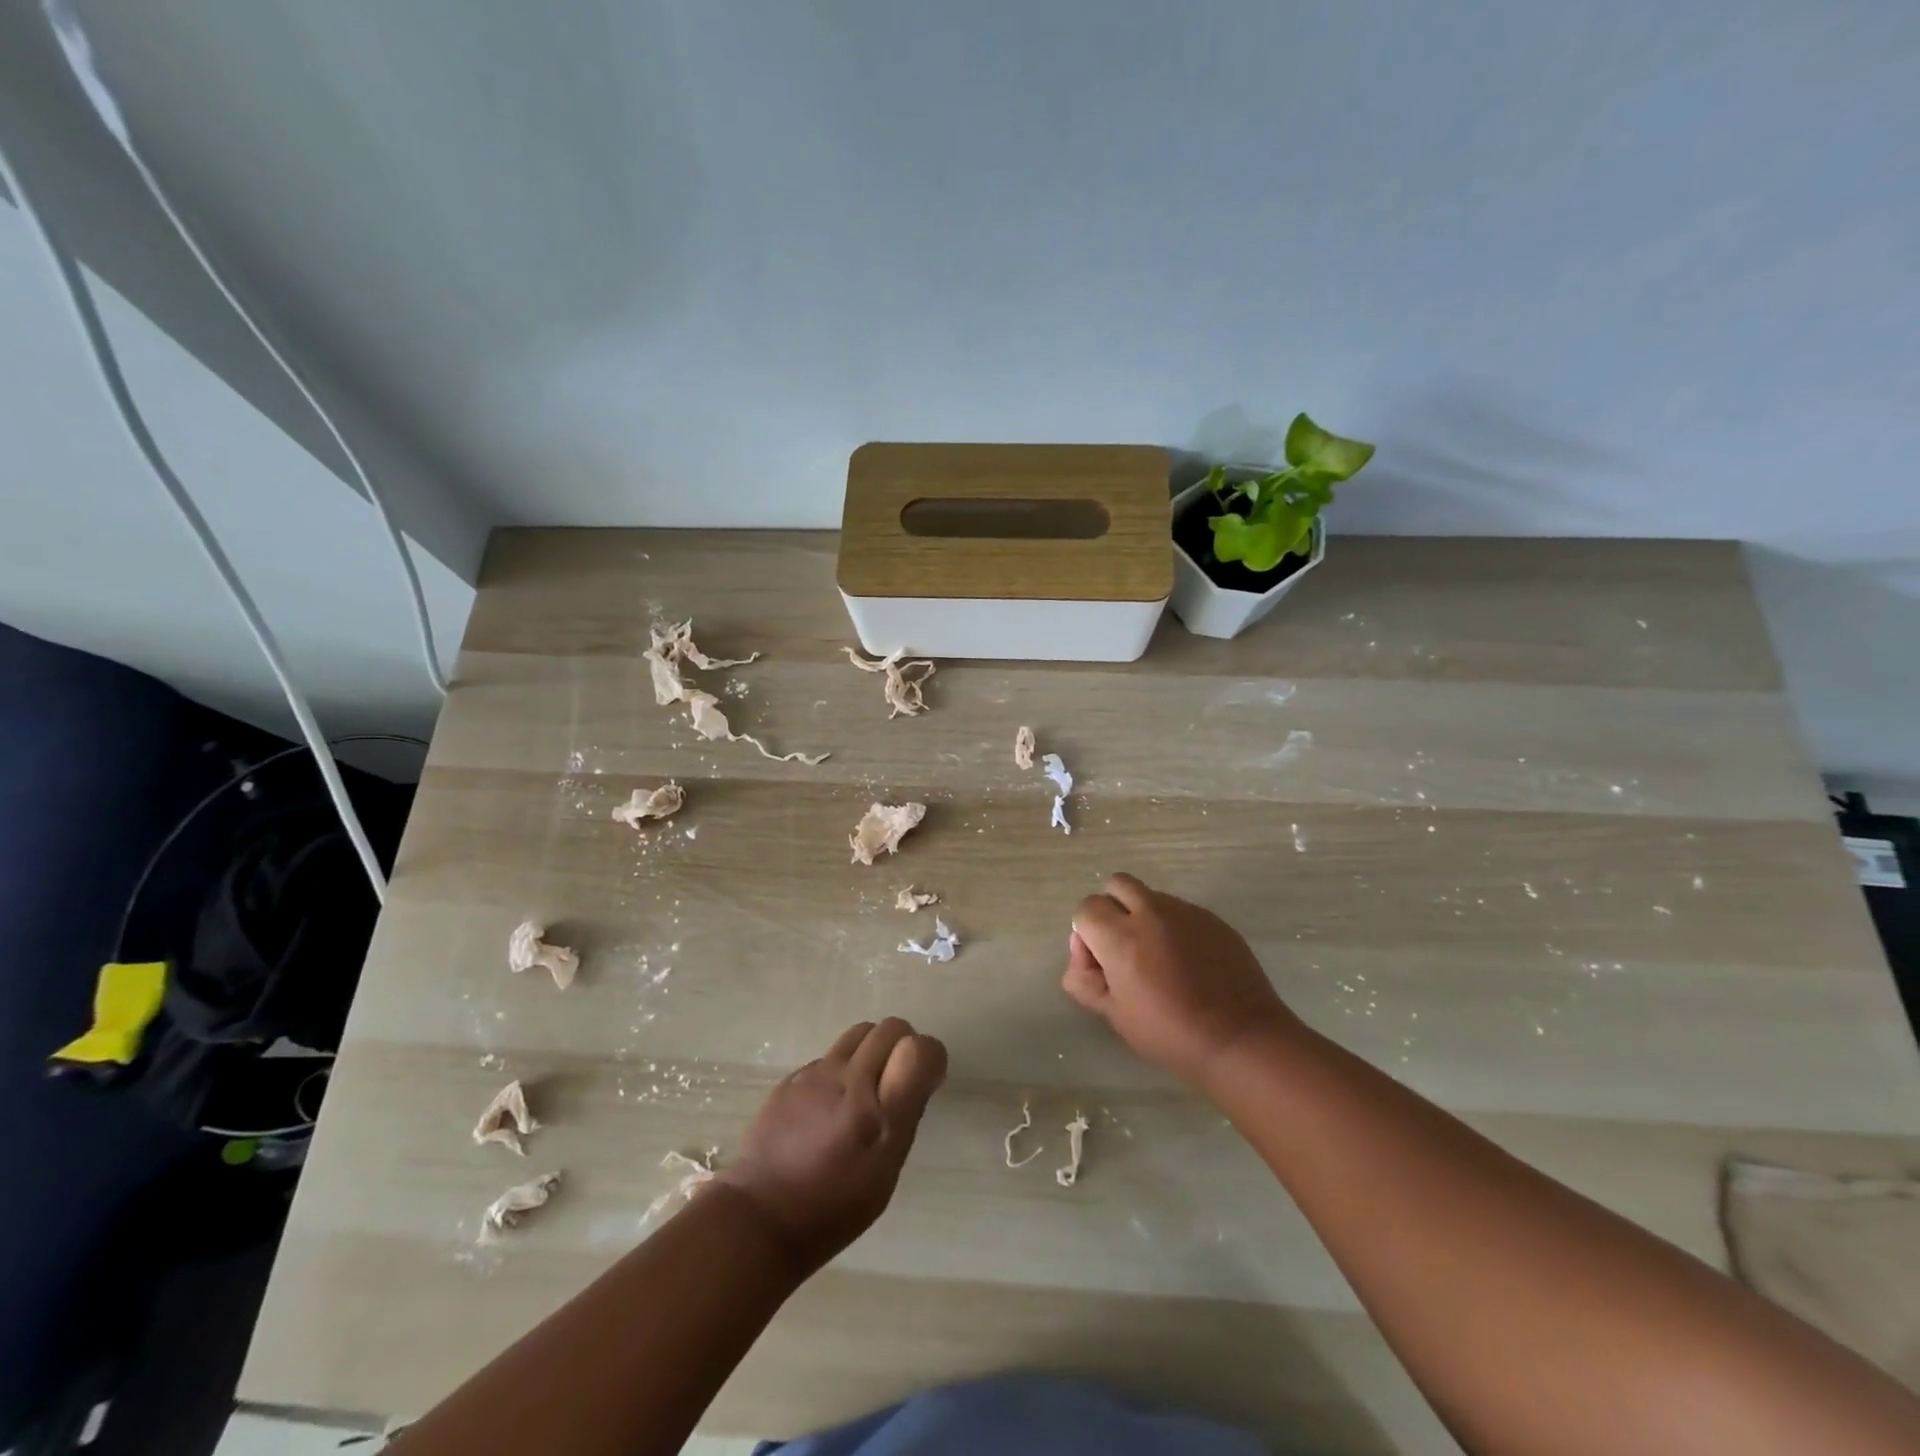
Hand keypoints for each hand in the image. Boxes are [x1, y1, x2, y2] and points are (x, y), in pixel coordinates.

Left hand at [716, 1018, 946, 1274]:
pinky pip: (830, 1055)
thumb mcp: (885, 1178)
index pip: (918, 1049)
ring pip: (860, 1032)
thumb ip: (905, 1119)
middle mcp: (849, 1084)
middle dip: (903, 1045)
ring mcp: (816, 1075)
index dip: (930, 1056)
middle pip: (891, 1028)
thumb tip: (921, 1076)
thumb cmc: (831, 1211)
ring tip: (866, 1085)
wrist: (757, 1218)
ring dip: (873, 1049)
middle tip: (898, 1079)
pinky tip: (830, 1104)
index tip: (927, 1079)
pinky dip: (842, 1068)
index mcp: (879, 1119)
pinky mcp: (792, 1076)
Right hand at [1065, 873, 1299, 1086]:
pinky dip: (1174, 927)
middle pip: (1116, 884)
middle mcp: (1151, 912)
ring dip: (1143, 916)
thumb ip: (1084, 978)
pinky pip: (1181, 910)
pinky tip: (1188, 963)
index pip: (1086, 908)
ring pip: (1150, 896)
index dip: (1086, 935)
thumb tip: (1083, 953)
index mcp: (1121, 937)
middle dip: (1112, 909)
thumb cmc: (1170, 1034)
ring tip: (1159, 958)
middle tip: (1124, 948)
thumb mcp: (1113, 1015)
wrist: (1241, 1039)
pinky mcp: (1213, 919)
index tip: (1101, 964)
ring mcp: (1186, 912)